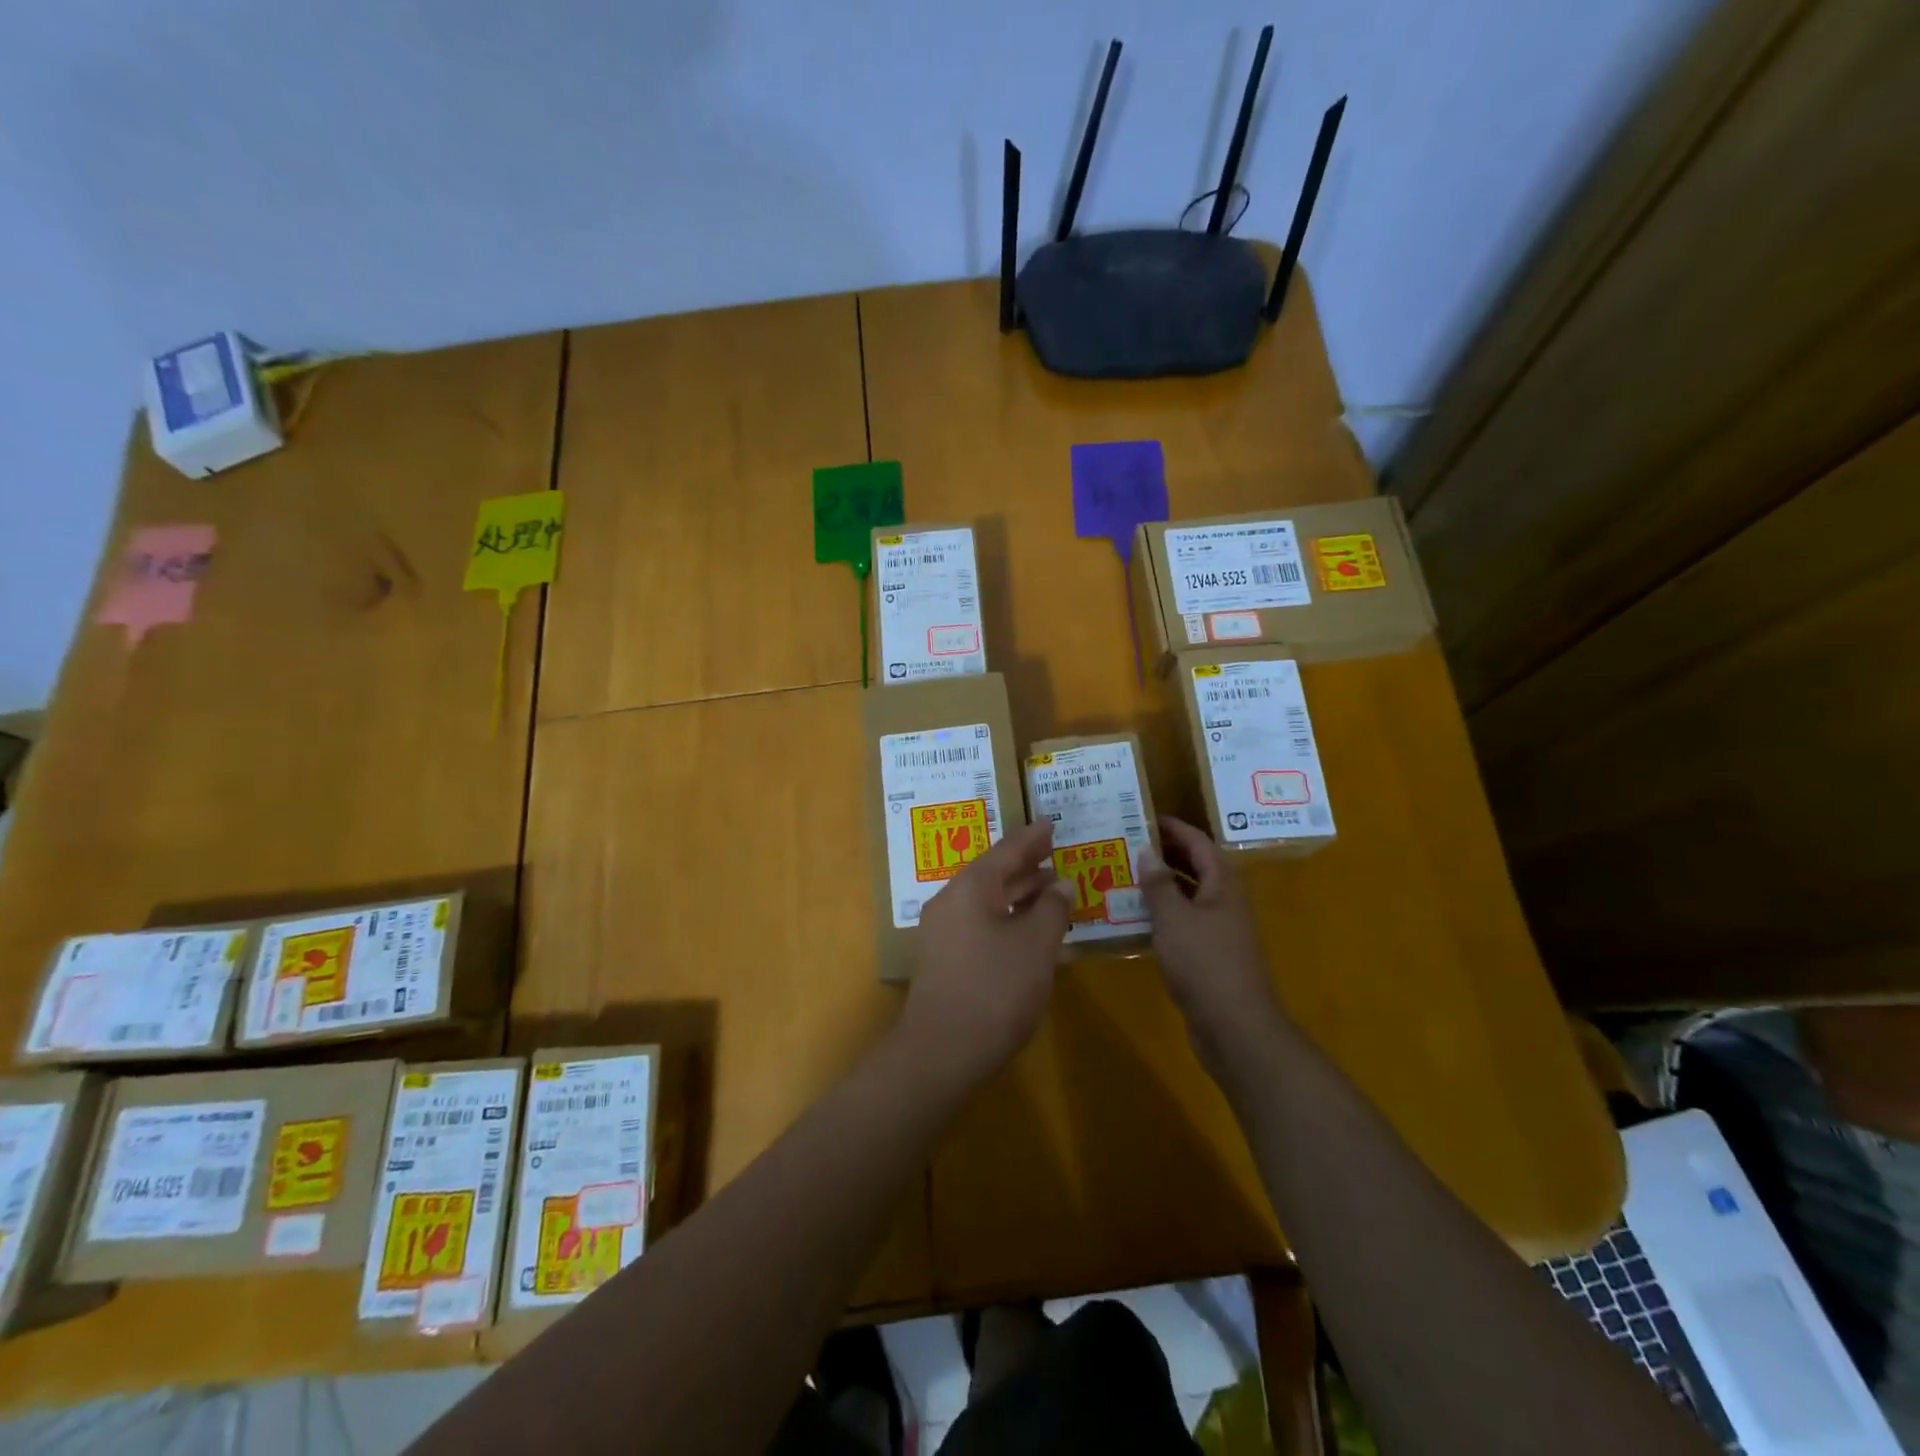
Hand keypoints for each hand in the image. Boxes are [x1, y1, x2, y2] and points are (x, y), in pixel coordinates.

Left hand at [901, 818, 1072, 1080]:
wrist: (942, 1052)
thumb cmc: (995, 989)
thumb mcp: (1035, 945)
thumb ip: (1052, 908)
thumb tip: (1061, 882)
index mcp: (970, 888)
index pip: (1007, 851)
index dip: (1033, 838)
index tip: (1052, 822)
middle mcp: (951, 902)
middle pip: (994, 874)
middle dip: (1027, 866)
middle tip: (1056, 854)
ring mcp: (943, 933)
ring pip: (987, 901)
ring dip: (1019, 895)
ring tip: (1052, 890)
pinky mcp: (945, 960)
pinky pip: (981, 924)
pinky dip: (1008, 919)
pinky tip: (1030, 932)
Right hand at [1138, 816, 1283, 1070]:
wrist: (1235, 1027)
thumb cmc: (1205, 963)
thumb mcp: (1174, 918)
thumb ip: (1159, 884)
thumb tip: (1147, 851)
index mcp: (1224, 885)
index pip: (1200, 844)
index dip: (1175, 828)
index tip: (1144, 817)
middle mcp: (1226, 902)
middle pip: (1197, 868)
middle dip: (1166, 854)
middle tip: (1129, 844)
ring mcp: (1220, 931)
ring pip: (1189, 897)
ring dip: (1161, 885)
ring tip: (1124, 875)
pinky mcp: (1210, 956)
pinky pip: (1184, 923)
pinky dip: (1162, 915)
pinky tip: (1134, 918)